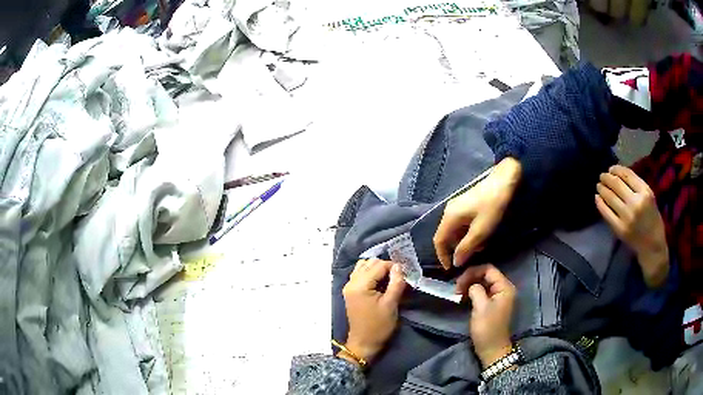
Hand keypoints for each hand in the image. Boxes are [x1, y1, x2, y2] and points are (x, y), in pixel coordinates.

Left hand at [342, 259, 405, 365]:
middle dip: (386, 267)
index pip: (378, 265)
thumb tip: (399, 266)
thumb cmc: (379, 325)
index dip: (393, 267)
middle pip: (370, 263)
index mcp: (360, 285)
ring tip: (390, 280)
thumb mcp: (391, 304)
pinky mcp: (351, 291)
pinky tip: (381, 283)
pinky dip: (371, 274)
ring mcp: (349, 286)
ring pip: (364, 266)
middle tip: (398, 277)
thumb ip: (396, 283)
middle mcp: (351, 282)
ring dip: (377, 269)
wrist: (364, 342)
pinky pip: (360, 274)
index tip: (405, 274)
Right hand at [434, 157, 521, 268]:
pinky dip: (469, 232)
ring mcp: (457, 206)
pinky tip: (482, 233)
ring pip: (456, 230)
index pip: (439, 241)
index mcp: (450, 217)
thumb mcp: (481, 231)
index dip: (442, 256)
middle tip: (472, 255)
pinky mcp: (465, 204)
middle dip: (458, 248)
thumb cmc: (492, 207)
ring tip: (481, 244)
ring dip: (466, 240)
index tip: (450, 268)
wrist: (503, 181)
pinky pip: (462, 223)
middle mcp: (449, 211)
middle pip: (447, 236)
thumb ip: (466, 248)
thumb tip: (455, 262)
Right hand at [456, 264, 515, 367]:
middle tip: (456, 288)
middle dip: (470, 278)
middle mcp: (504, 289)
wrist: (492, 349)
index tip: (458, 281)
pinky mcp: (494, 304)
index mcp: (505, 287)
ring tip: (458, 293)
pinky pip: (483, 292)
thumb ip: (476, 290)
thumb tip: (471, 285)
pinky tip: (464, 297)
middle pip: (486, 275)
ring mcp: (499, 297)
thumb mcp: (480, 307)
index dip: (473, 272)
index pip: (488, 269)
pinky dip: (473, 292)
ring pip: (484, 283)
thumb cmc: (487, 328)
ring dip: (470, 285)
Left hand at [595, 165, 668, 287]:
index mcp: (645, 192)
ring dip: (602, 189)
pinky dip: (600, 203)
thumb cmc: (653, 218)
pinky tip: (597, 198)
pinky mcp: (619, 229)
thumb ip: (636, 185)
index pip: (627, 175)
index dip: (616, 169)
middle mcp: (635, 203)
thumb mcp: (649, 197)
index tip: (611, 168)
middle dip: (607, 177)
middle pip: (616, 184)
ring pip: (610, 197)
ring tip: (598, 185)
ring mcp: (627, 217)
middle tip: (602, 176)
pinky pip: (606, 213)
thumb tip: (618, 173)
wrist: (652, 246)